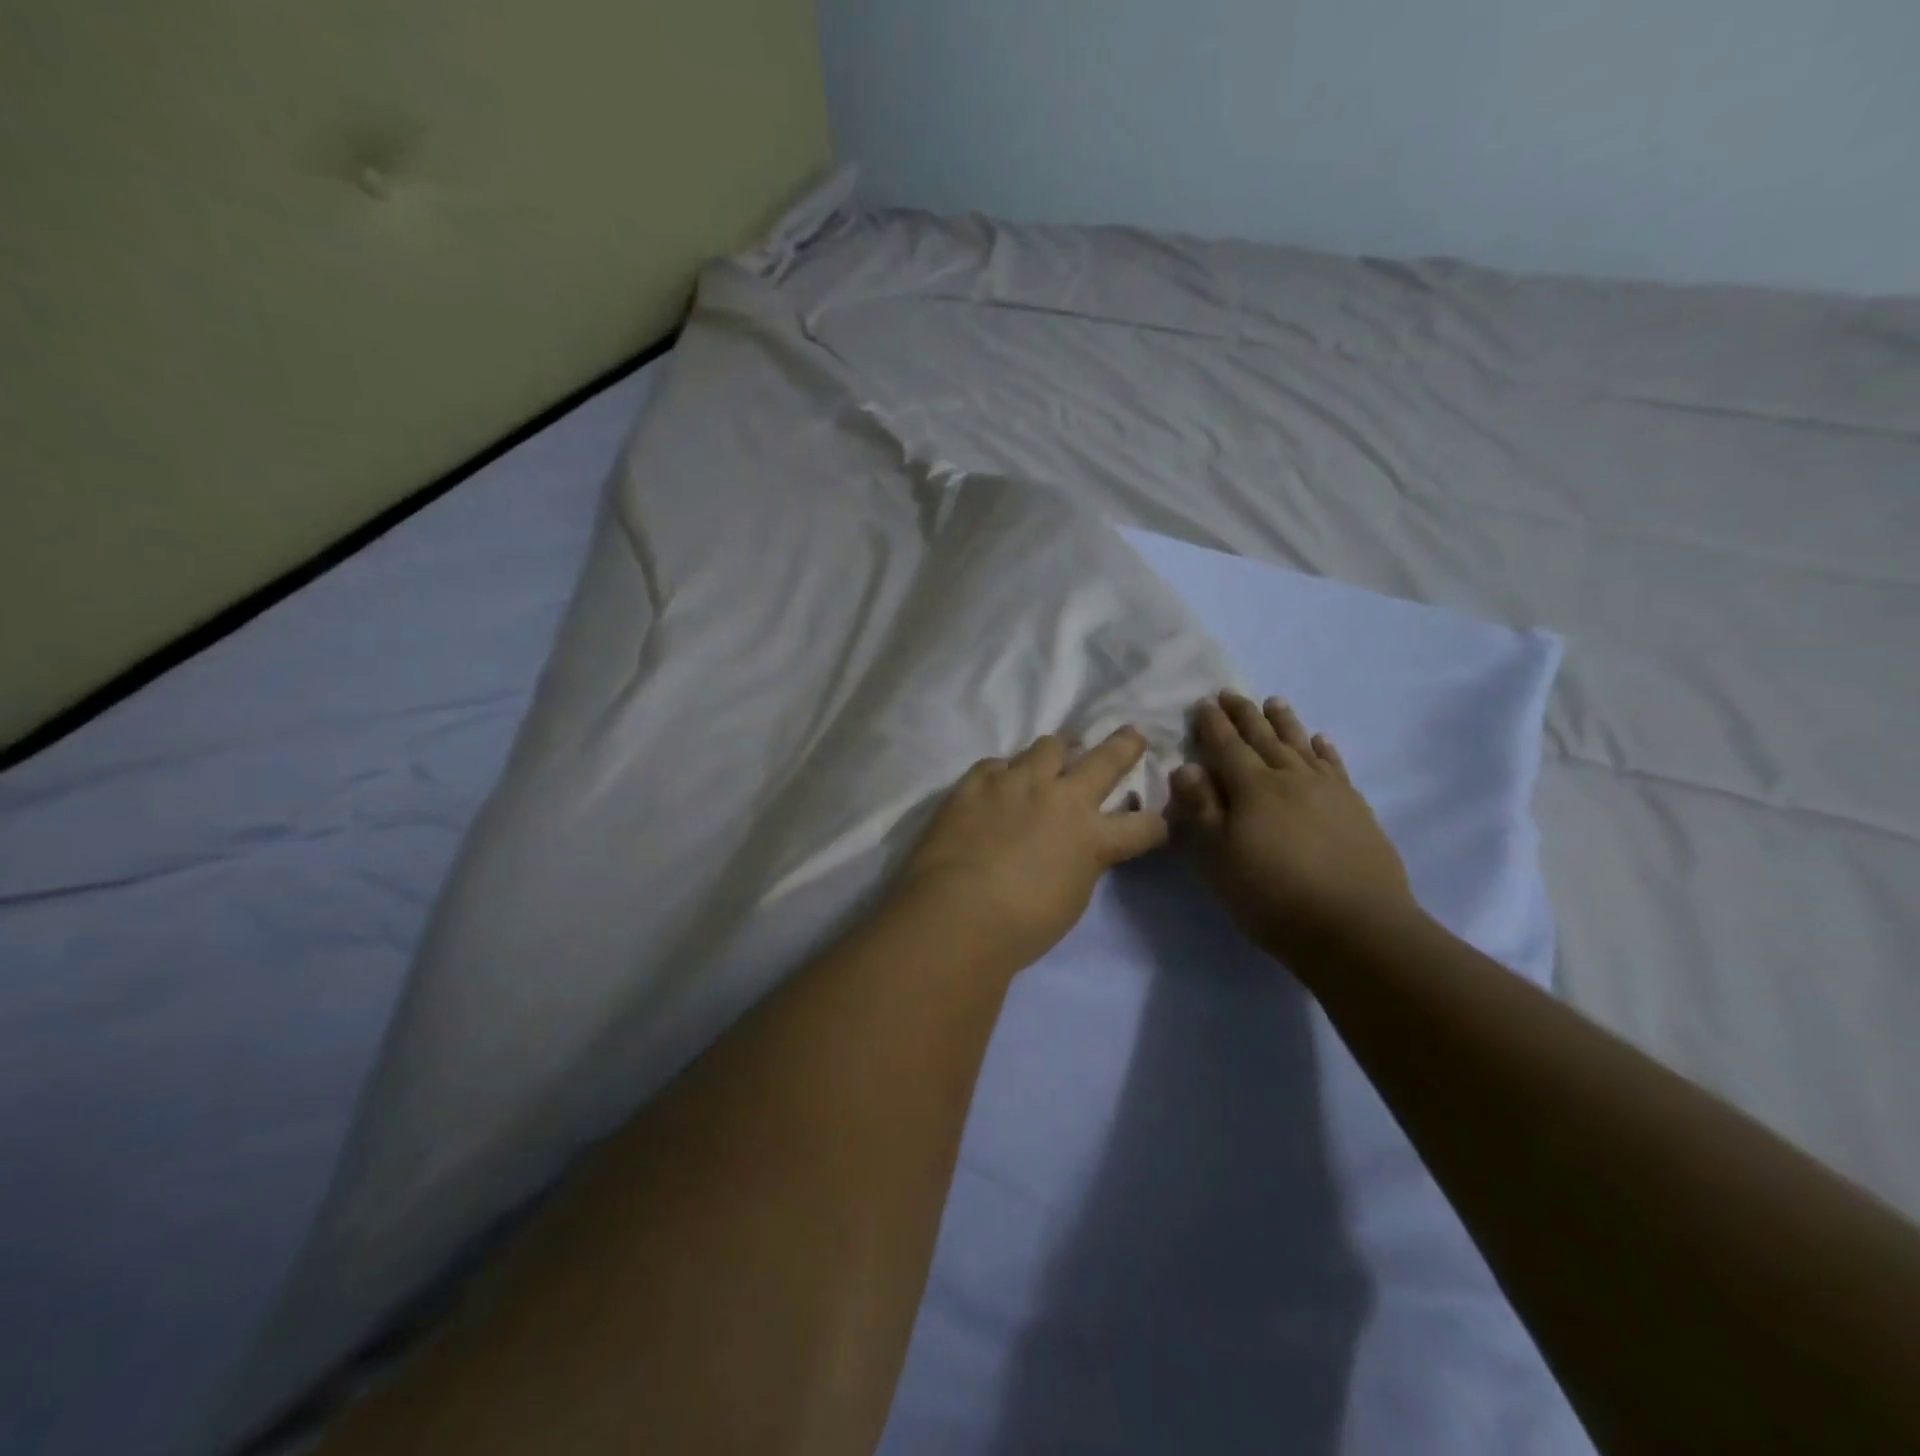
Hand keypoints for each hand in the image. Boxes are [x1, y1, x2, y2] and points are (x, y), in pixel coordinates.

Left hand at [895, 728, 1171, 969]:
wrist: (957, 914)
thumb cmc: (1021, 926)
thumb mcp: (1071, 899)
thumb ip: (1081, 864)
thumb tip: (1077, 850)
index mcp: (1093, 837)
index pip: (1143, 825)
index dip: (1155, 824)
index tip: (1157, 823)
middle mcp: (1062, 798)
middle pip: (1106, 759)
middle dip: (1125, 745)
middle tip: (1132, 736)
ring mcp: (1017, 783)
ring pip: (1049, 746)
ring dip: (1056, 753)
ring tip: (1051, 760)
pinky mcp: (977, 781)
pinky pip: (997, 763)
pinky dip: (1004, 773)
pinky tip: (998, 784)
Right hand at [1169, 692, 1419, 963]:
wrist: (1356, 927)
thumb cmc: (1272, 896)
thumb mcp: (1218, 859)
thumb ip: (1201, 810)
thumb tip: (1185, 767)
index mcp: (1252, 788)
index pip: (1226, 746)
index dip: (1212, 724)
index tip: (1202, 703)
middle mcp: (1290, 777)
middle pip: (1263, 737)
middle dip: (1244, 714)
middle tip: (1230, 692)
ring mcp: (1328, 789)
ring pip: (1300, 744)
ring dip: (1284, 722)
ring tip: (1274, 702)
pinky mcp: (1355, 807)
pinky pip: (1335, 766)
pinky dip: (1324, 749)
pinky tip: (1320, 740)